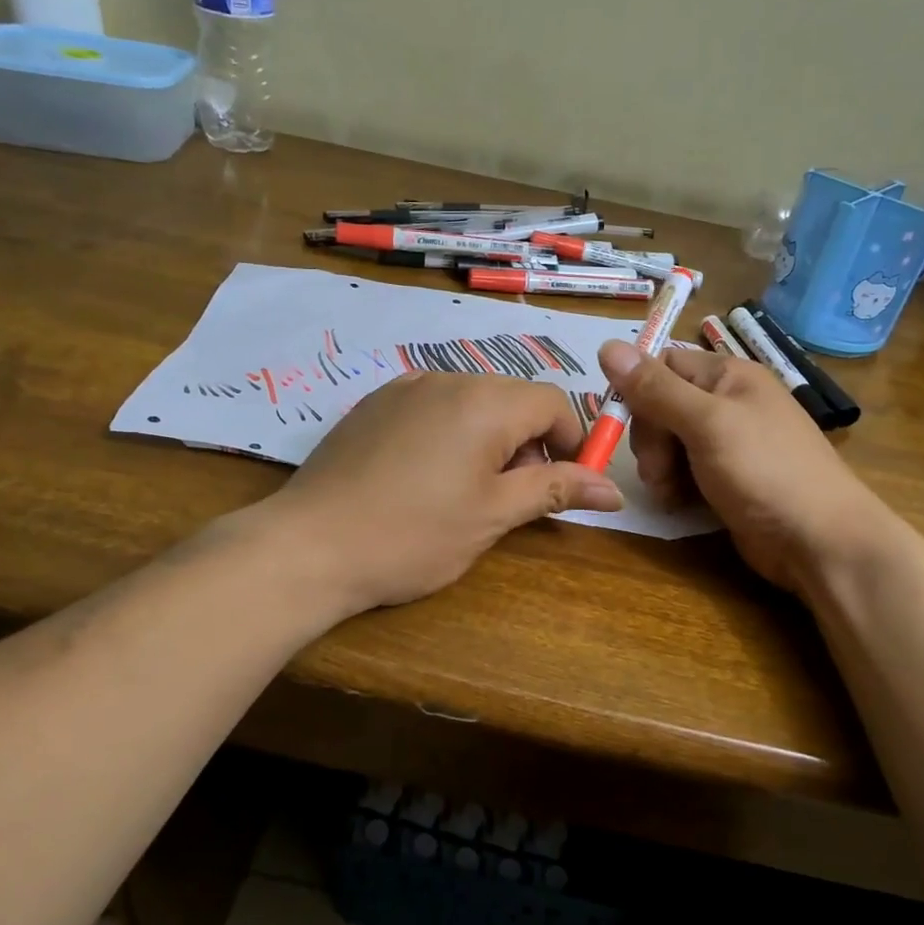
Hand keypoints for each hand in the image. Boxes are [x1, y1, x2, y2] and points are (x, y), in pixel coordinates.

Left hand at [260, 372, 622, 610]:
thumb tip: (614, 489)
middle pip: (513, 397)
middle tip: (513, 496)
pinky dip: (449, 431)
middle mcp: (447, 378)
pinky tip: (425, 475)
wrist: (309, 546)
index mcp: (485, 401)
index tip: (565, 485)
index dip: (572, 441)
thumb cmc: (414, 536)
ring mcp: (405, 387)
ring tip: (467, 489)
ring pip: (472, 400)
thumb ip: (555, 490)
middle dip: (529, 441)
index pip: (553, 402)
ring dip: (489, 436)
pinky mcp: (374, 403)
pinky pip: (432, 405)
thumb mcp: (493, 516)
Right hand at [598, 341, 893, 590]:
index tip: (625, 424)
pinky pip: (685, 471)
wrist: (819, 541)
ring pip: (668, 442)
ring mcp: (728, 443)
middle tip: (657, 471)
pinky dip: (676, 486)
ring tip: (671, 493)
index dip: (639, 391)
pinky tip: (681, 503)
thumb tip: (607, 345)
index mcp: (729, 376)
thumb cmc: (765, 471)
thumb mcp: (705, 423)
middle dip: (650, 439)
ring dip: (659, 468)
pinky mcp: (726, 479)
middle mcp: (727, 403)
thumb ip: (656, 388)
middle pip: (661, 406)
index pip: (663, 365)